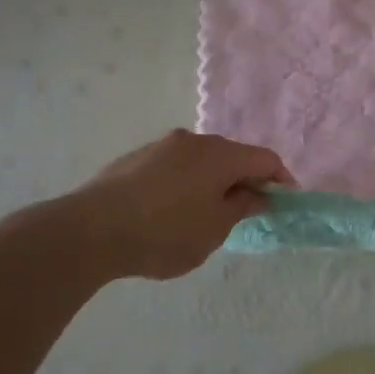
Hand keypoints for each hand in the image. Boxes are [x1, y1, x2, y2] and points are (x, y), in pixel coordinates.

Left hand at [71, 130, 292, 279]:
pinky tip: (170, 211)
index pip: (264, 158)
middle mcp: (193, 140)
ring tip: (205, 214)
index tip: (284, 201)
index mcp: (220, 154)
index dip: (280, 178)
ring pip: (200, 160)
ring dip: (212, 181)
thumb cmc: (164, 233)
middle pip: (232, 155)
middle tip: (246, 210)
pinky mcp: (135, 158)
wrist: (90, 230)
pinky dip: (185, 183)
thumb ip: (242, 207)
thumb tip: (257, 193)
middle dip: (244, 179)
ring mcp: (161, 146)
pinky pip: (174, 167)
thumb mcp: (214, 229)